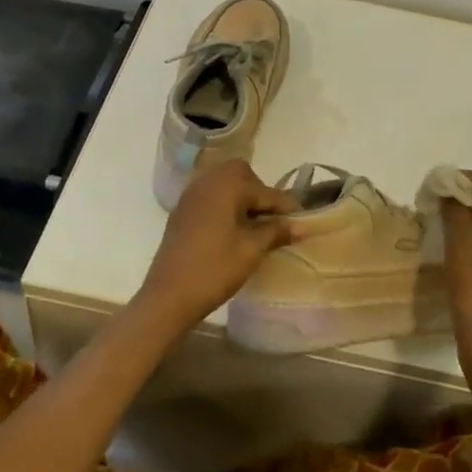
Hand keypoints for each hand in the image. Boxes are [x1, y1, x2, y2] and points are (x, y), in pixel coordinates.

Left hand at [134, 159, 298, 332]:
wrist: (168, 296)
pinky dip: (224, 204)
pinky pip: (209, 196)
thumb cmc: (214, 270)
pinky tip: (231, 229)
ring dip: (241, 197)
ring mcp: (191, 195)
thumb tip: (302, 225)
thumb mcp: (251, 250)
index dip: (286, 206)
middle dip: (259, 192)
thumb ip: (276, 231)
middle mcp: (207, 182)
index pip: (266, 191)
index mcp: (227, 186)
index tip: (304, 219)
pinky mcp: (181, 211)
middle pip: (241, 175)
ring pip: (223, 183)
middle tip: (272, 219)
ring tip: (253, 225)